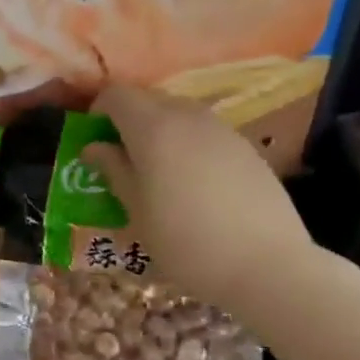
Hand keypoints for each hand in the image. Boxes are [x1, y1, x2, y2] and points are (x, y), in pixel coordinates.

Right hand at [82, 86, 323, 322]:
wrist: (265, 264)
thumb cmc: (185, 241)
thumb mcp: (136, 211)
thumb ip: (113, 171)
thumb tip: (94, 148)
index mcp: (153, 128)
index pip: (116, 95)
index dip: (98, 112)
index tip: (93, 143)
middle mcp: (188, 116)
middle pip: (148, 99)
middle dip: (128, 121)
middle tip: (120, 160)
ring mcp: (222, 129)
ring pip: (179, 114)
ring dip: (159, 133)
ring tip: (156, 175)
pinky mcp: (246, 147)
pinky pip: (205, 133)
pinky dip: (188, 145)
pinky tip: (193, 186)